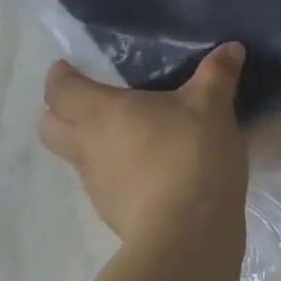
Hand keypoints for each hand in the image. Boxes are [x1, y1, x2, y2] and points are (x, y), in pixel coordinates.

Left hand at [39, 45, 249, 250]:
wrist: (187, 232)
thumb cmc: (191, 154)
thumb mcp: (213, 106)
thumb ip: (218, 74)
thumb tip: (231, 47)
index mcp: (102, 113)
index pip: (60, 90)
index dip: (60, 76)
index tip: (66, 67)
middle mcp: (87, 147)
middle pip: (49, 127)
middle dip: (59, 112)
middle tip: (88, 101)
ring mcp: (96, 185)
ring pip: (76, 157)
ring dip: (90, 143)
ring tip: (128, 135)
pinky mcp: (113, 212)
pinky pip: (104, 182)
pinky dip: (117, 171)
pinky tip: (149, 169)